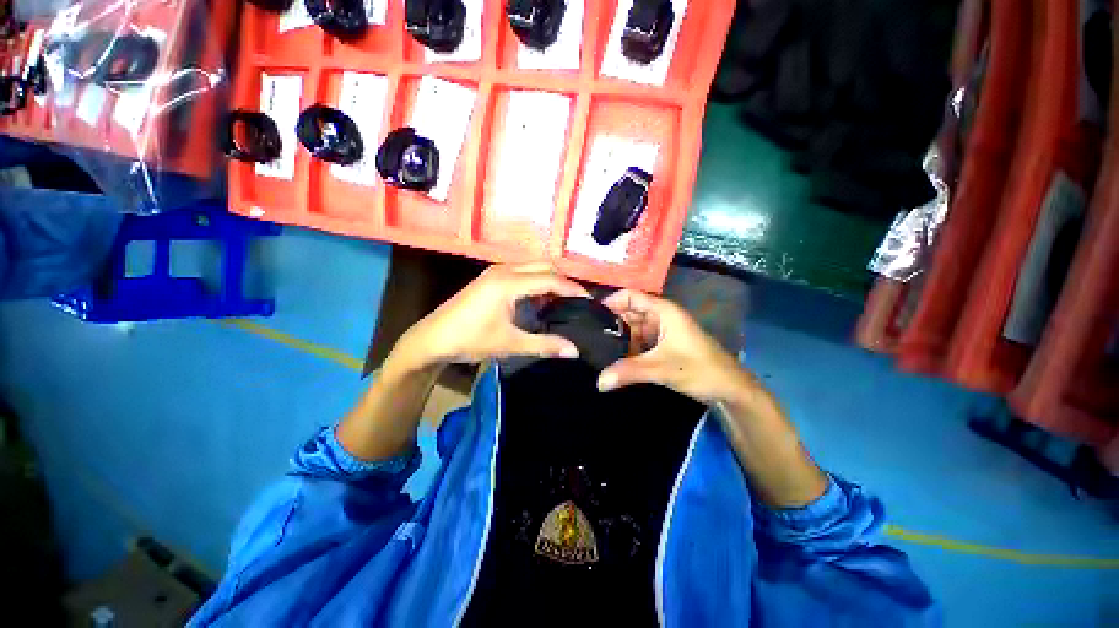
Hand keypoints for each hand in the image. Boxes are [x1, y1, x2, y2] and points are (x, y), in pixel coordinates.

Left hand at [393, 263, 589, 370]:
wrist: (432, 338)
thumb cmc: (470, 340)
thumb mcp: (510, 344)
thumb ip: (544, 345)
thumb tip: (574, 351)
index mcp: (509, 282)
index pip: (550, 279)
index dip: (573, 289)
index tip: (589, 302)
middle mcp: (504, 270)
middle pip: (543, 266)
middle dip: (563, 281)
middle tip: (577, 302)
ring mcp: (495, 272)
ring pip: (532, 268)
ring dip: (548, 281)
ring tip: (561, 303)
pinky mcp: (491, 278)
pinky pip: (521, 273)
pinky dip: (535, 283)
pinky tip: (539, 302)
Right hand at [597, 289, 753, 404]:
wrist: (729, 390)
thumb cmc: (700, 369)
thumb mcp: (662, 368)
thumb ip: (629, 372)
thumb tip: (598, 382)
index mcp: (663, 311)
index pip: (630, 296)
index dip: (609, 302)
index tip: (588, 316)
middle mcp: (660, 317)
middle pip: (628, 313)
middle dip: (609, 323)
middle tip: (585, 335)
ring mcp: (660, 332)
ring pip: (631, 329)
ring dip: (616, 338)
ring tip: (593, 347)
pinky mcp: (661, 346)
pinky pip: (637, 342)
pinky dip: (625, 348)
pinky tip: (610, 358)